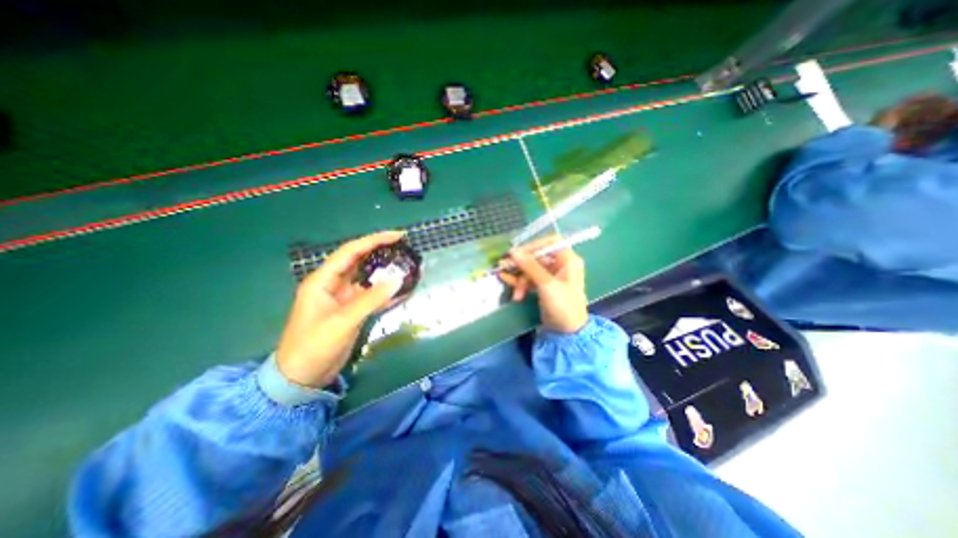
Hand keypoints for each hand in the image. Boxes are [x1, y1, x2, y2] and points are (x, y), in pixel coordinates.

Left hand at [279, 229, 408, 386]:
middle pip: (360, 261)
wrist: (302, 377)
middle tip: (405, 248)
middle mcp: (334, 285)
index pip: (351, 251)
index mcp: (323, 280)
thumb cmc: (314, 346)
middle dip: (381, 252)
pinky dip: (387, 293)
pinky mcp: (352, 311)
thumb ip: (371, 299)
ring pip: (368, 279)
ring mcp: (344, 298)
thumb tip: (398, 278)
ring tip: (407, 266)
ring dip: (386, 273)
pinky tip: (403, 290)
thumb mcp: (342, 320)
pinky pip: (372, 296)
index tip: (398, 236)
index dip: (374, 240)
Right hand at [498, 236, 588, 332]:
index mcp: (568, 260)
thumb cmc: (563, 306)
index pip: (550, 243)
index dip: (533, 245)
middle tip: (506, 268)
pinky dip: (519, 281)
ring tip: (516, 293)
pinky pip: (529, 278)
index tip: (517, 253)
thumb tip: (513, 252)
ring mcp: (551, 276)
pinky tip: (506, 281)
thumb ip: (530, 266)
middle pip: (537, 257)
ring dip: (520, 279)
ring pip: (531, 269)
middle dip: (522, 266)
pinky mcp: (543, 286)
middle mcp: (560, 265)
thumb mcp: (546, 285)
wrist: (567, 333)